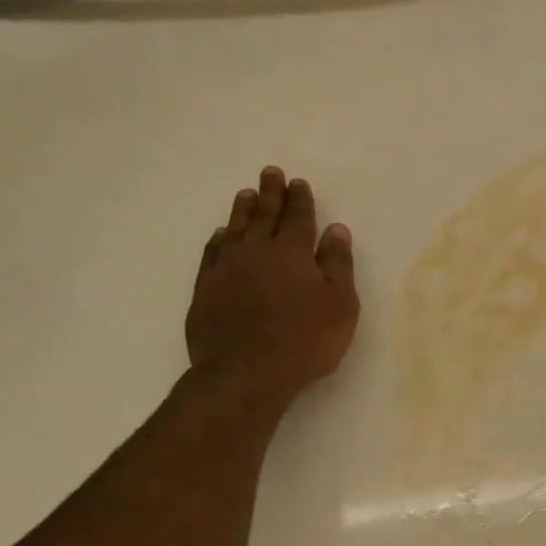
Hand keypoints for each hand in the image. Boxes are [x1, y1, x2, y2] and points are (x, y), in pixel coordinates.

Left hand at [186, 167, 358, 407]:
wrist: (246, 372)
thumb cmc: (305, 340)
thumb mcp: (340, 305)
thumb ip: (337, 265)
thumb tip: (335, 229)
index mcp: (292, 251)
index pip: (298, 217)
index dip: (300, 199)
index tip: (298, 183)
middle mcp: (256, 251)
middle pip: (264, 215)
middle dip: (270, 193)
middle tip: (270, 173)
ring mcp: (226, 268)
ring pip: (235, 229)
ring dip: (243, 210)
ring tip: (246, 194)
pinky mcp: (206, 289)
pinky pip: (212, 253)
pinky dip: (219, 239)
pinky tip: (221, 235)